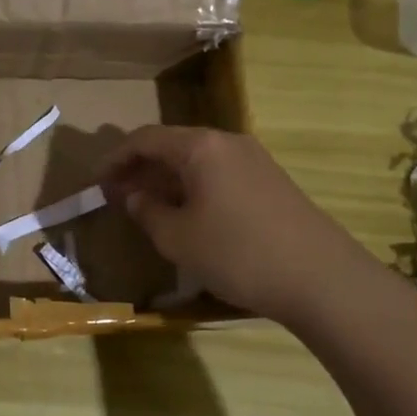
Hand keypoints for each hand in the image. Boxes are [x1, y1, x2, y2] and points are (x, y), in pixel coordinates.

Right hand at [99, 126, 369, 321]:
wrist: (320, 277)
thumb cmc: (237, 253)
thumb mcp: (177, 238)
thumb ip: (148, 212)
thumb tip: (135, 196)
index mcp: (200, 147)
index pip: (144, 138)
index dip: (115, 158)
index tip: (96, 182)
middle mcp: (227, 142)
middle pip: (172, 144)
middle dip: (140, 168)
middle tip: (118, 195)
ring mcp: (254, 160)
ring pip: (196, 160)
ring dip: (167, 178)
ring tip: (148, 206)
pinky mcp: (270, 181)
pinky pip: (218, 173)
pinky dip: (193, 187)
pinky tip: (188, 214)